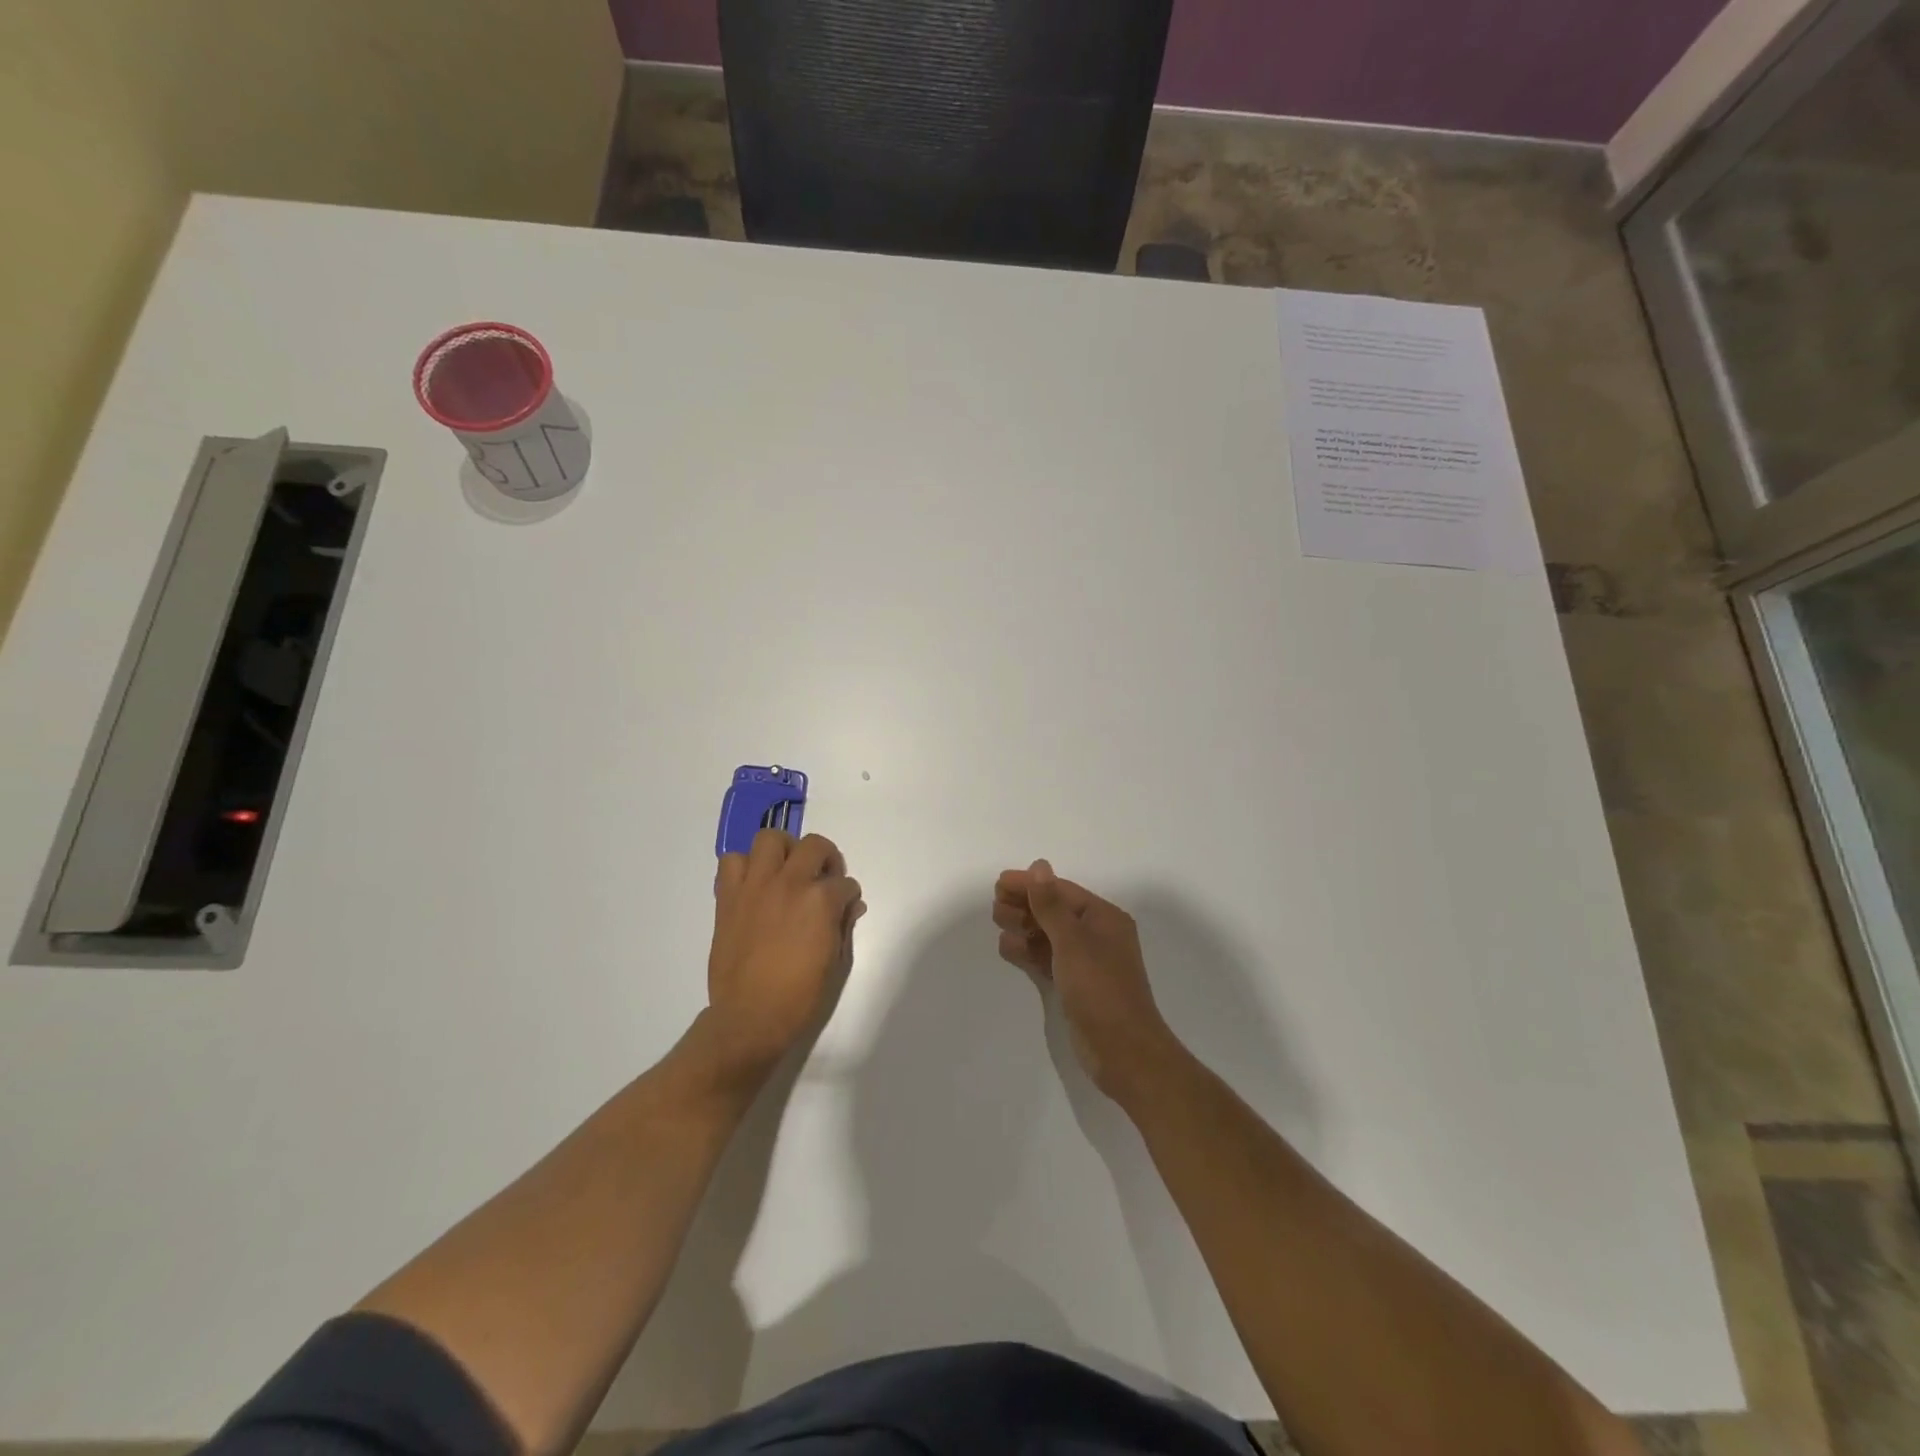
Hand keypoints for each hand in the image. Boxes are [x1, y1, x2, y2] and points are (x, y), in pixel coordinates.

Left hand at [708, 830, 863, 1080]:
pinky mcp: (729, 897)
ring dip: (783, 850)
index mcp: (821, 901)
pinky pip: (731, 862)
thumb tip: (851, 906)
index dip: (847, 895)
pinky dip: (744, 867)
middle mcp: (789, 883)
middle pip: (814, 845)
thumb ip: (844, 926)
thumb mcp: (836, 963)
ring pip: (769, 839)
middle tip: (822, 878)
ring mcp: (755, 886)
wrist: (750, 1017)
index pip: (844, 883)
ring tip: (786, 870)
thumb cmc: (800, 997)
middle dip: (826, 858)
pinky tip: (754, 885)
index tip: (844, 907)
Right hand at [993, 860, 1179, 1101]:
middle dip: (1025, 905)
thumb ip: (1050, 904)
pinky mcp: (1076, 986)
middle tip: (995, 906)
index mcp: (1104, 918)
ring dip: (1024, 927)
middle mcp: (1097, 935)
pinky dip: (1028, 952)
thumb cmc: (1100, 988)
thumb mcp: (1072, 941)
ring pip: (1049, 936)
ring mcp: (1087, 962)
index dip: (1030, 885)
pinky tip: (1007, 948)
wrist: (1123, 1051)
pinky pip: (1048, 959)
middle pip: (1054, 911)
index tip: (999, 882)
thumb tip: (1039, 866)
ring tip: (998, 922)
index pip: (1062, 892)